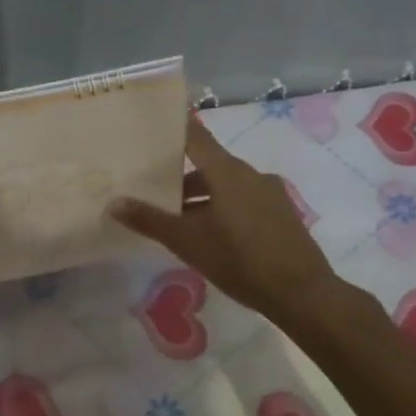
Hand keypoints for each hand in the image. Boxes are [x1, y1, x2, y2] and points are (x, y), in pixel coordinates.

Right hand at [110, 113, 339, 325]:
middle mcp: (251, 174)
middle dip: (182, 179)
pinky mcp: (282, 213)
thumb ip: (150, 220)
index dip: (176, 127)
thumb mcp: (188, 242)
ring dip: (203, 198)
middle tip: (155, 195)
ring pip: (227, 186)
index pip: (196, 137)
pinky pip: (244, 200)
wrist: (300, 292)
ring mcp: (270, 193)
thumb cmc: (239, 260)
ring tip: (181, 225)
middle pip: (210, 165)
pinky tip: (214, 237)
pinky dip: (224, 208)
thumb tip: (114, 203)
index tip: (156, 122)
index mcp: (227, 172)